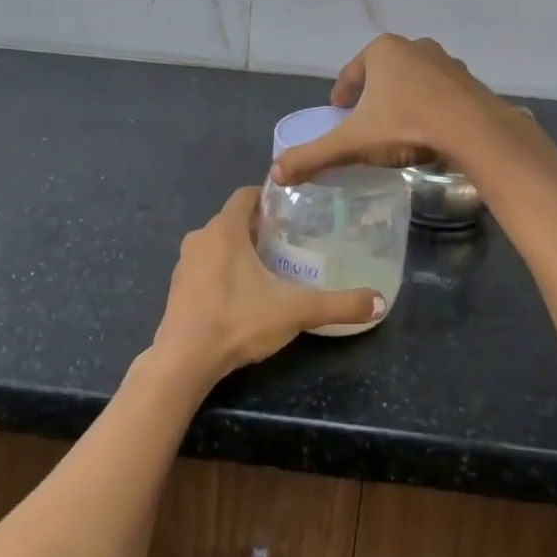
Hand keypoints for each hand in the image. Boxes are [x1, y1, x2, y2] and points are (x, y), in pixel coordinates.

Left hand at [151, 187, 386, 383]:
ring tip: (271, 266)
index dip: (269, 197)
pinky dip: (223, 269)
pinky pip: (205, 265)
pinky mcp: (177, 287)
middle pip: (233, 219)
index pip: (246, 195)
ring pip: (217, 243)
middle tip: (291, 240)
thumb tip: (379, 303)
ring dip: (240, 249)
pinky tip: (243, 292)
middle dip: (260, 226)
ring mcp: (184, 263)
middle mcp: (200, 238)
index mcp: (224, 229)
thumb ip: (339, 304)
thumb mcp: (295, 311)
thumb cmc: (238, 321)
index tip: (293, 209)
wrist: (184, 361)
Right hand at [271, 35, 508, 184]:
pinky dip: (429, 108)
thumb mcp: (353, 143)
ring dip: (403, 99)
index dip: (342, 92)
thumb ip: (313, 156)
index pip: (352, 72)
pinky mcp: (469, 81)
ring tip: (397, 127)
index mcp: (382, 51)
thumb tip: (274, 173)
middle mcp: (414, 46)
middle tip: (366, 121)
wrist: (473, 130)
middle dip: (373, 94)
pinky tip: (428, 130)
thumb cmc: (405, 125)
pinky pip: (440, 94)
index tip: (339, 111)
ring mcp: (445, 62)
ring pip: (413, 81)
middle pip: (383, 73)